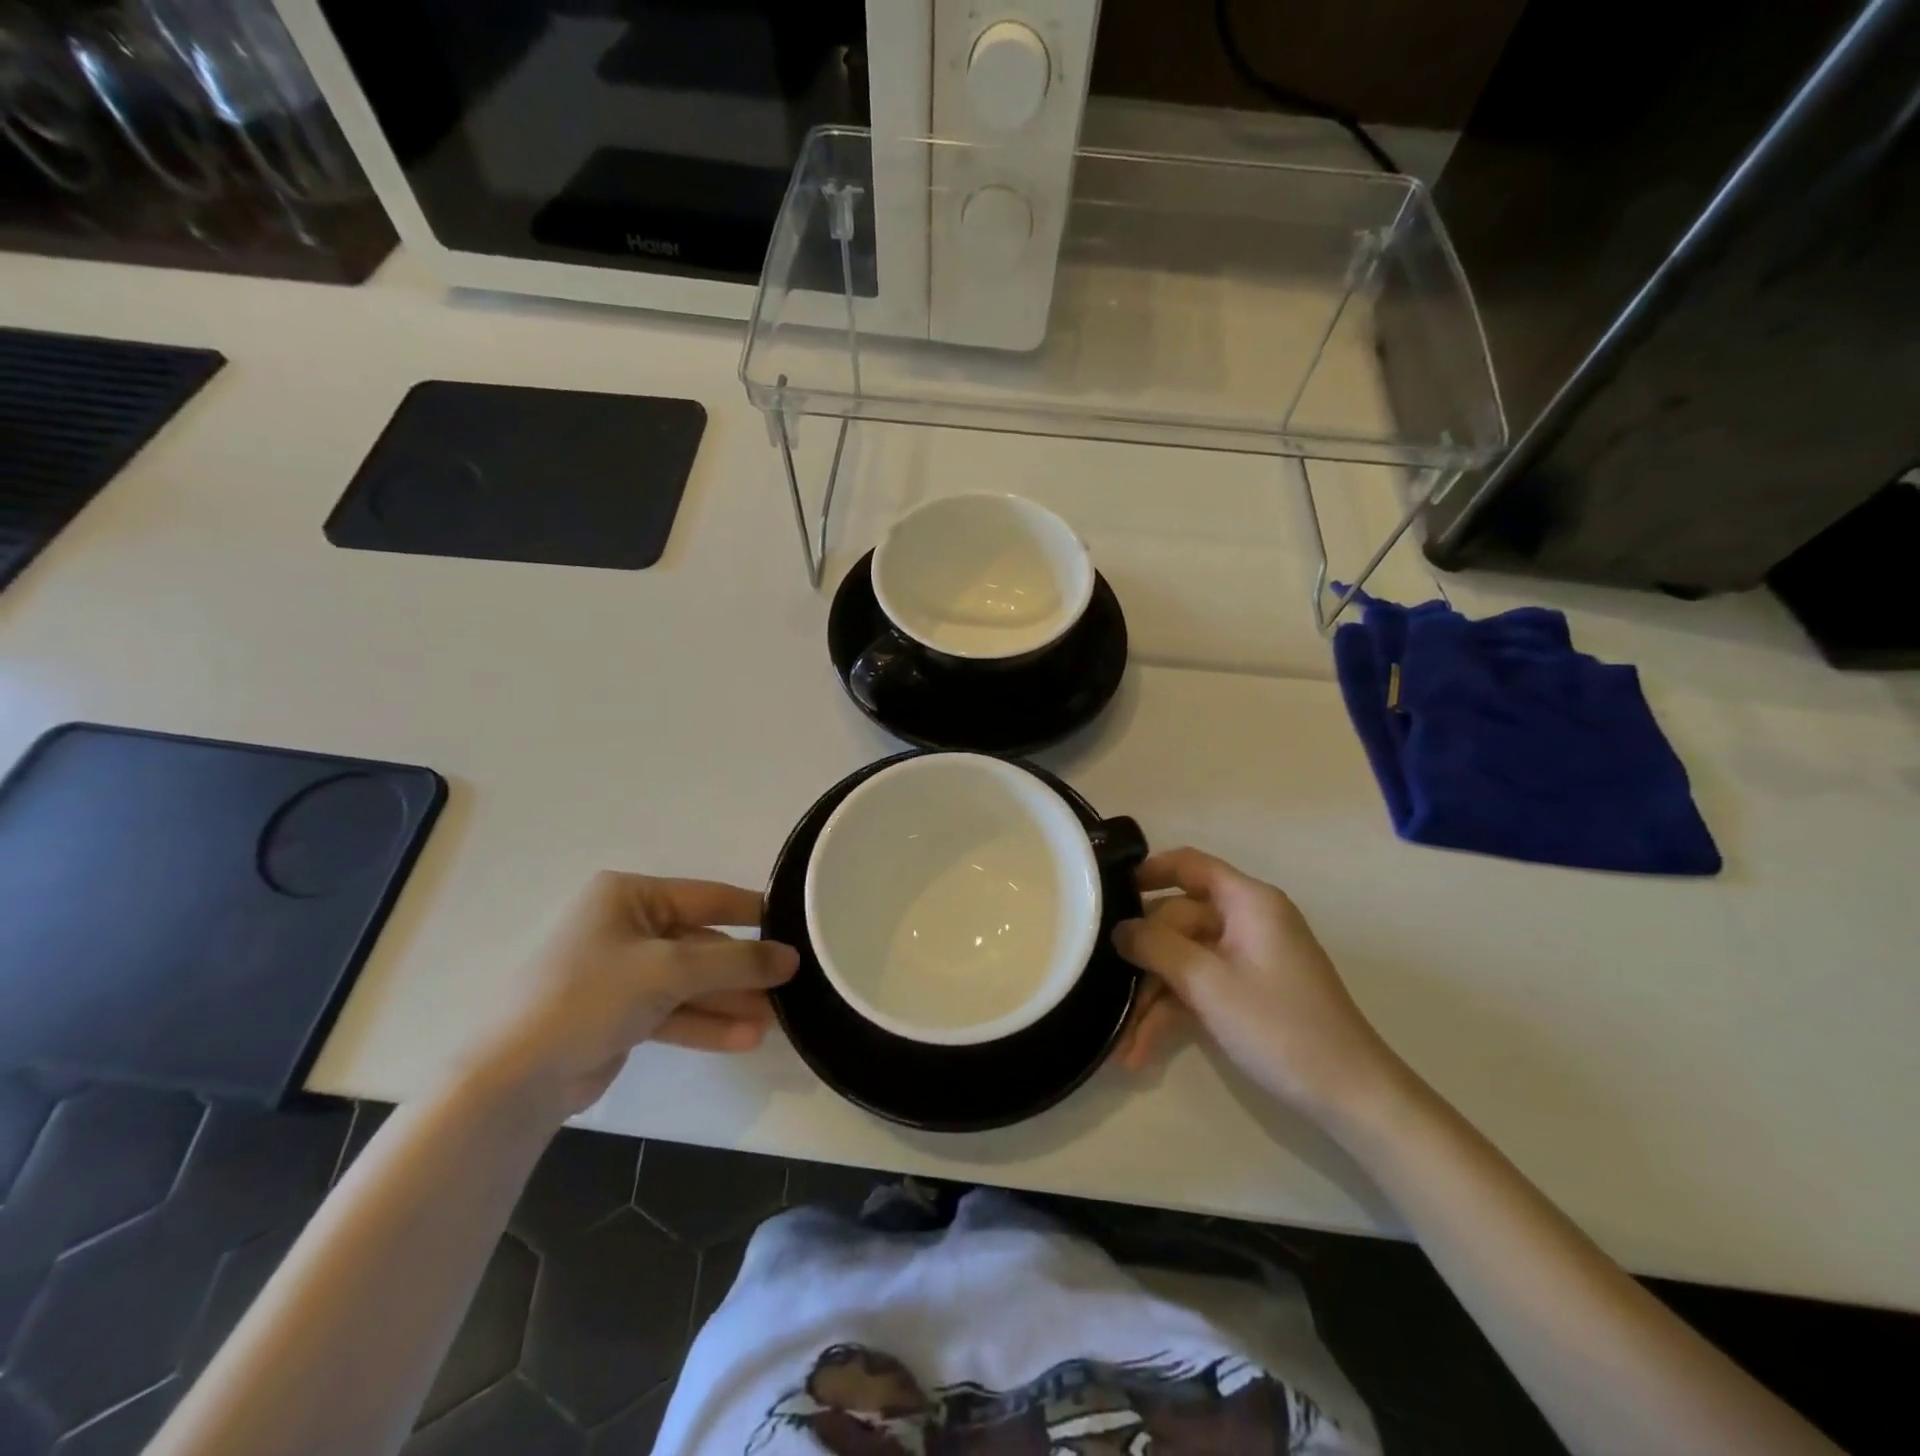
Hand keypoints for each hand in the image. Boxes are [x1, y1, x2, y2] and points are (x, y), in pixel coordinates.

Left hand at [473, 872, 798, 1115]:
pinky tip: (745, 1039)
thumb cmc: (590, 996)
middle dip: (742, 971)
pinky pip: (675, 1010)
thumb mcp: (670, 969)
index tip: (796, 928)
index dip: (753, 913)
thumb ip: (735, 961)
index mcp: (629, 896)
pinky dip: (706, 1024)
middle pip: (702, 944)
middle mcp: (627, 927)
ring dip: (729, 1001)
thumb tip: (791, 957)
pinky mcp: (621, 1014)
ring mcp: (624, 972)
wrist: (515, 1078)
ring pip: (691, 982)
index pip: (707, 897)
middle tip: (789, 987)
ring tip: (774, 1021)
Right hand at [1111, 848, 1401, 1124]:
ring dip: (1151, 999)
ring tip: (1121, 1045)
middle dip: (1142, 961)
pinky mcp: (1246, 991)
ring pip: (1183, 961)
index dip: (1148, 871)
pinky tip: (1140, 1052)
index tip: (1106, 892)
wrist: (1351, 1096)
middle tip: (1104, 989)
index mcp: (1248, 902)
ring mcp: (1247, 958)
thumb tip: (1118, 929)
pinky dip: (1172, 1014)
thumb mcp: (1208, 983)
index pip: (1189, 865)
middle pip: (1177, 921)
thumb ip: (1156, 947)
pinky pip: (1199, 988)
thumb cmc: (1280, 1026)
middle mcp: (1247, 921)